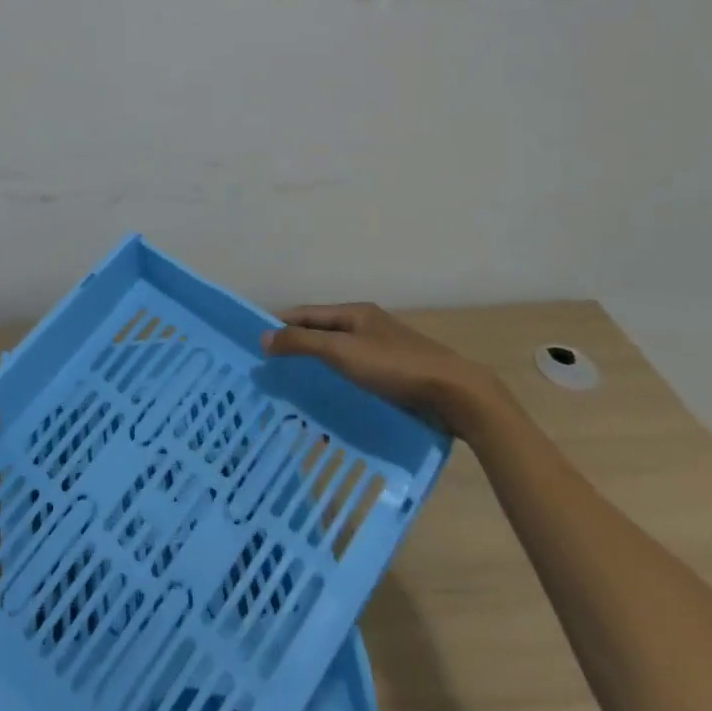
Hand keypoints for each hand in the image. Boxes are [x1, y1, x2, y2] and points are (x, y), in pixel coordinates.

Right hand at [262, 303, 511, 440]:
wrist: (455, 393)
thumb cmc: (395, 367)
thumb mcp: (342, 351)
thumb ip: (302, 343)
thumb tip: (263, 336)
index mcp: (355, 312)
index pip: (306, 313)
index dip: (280, 324)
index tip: (256, 342)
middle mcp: (368, 325)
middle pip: (323, 331)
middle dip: (297, 344)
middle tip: (270, 366)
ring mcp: (384, 349)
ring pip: (340, 353)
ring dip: (317, 364)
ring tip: (293, 384)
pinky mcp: (397, 374)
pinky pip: (356, 372)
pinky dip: (338, 380)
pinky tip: (330, 397)